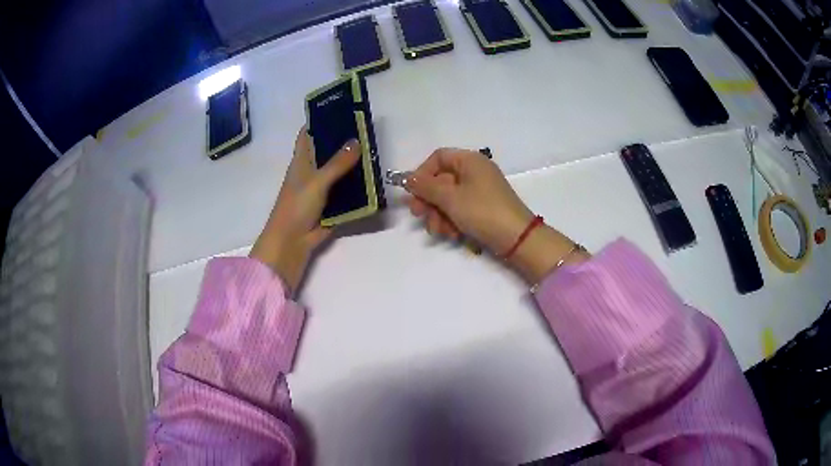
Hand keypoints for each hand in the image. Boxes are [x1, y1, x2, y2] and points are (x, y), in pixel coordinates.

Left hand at [250, 127, 360, 293]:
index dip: (321, 121)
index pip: (309, 135)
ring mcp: (321, 189)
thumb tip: (357, 141)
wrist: (292, 242)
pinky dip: (357, 186)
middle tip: (366, 129)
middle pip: (327, 151)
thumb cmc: (297, 206)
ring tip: (374, 150)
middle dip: (343, 141)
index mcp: (301, 161)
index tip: (340, 110)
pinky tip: (373, 179)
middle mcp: (311, 172)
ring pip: (339, 171)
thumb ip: (337, 163)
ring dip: (353, 164)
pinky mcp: (331, 205)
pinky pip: (346, 192)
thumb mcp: (317, 181)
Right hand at [405, 148, 533, 252]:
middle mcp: (475, 171)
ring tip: (439, 231)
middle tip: (419, 216)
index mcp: (470, 160)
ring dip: (439, 215)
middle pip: (441, 180)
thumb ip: (425, 187)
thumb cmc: (482, 211)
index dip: (422, 173)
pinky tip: (452, 235)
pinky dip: (452, 221)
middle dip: (429, 200)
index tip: (413, 193)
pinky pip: (460, 210)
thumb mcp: (450, 198)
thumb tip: (407, 178)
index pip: (438, 157)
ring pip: (448, 198)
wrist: (517, 239)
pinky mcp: (483, 209)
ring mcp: (480, 191)